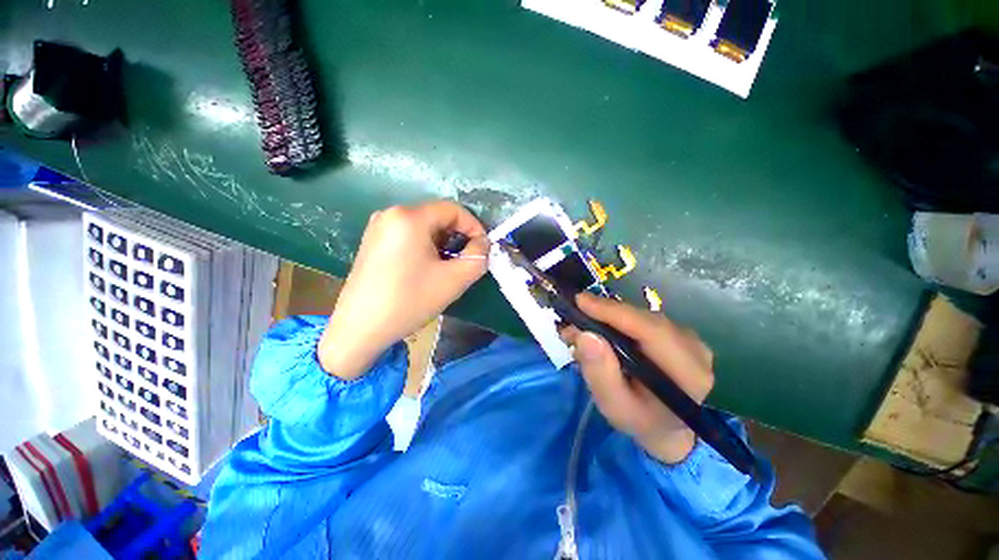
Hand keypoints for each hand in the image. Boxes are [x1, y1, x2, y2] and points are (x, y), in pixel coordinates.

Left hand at [319, 202, 488, 379]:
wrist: (360, 329)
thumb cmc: (409, 301)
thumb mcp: (454, 280)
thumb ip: (478, 257)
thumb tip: (483, 244)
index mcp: (409, 217)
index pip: (453, 209)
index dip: (474, 227)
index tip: (482, 249)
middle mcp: (391, 214)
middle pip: (438, 217)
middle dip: (458, 238)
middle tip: (465, 262)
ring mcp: (378, 227)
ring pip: (424, 228)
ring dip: (443, 244)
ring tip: (447, 269)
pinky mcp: (373, 241)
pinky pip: (409, 236)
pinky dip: (425, 247)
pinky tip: (426, 270)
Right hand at [560, 293, 713, 463]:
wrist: (666, 426)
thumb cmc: (639, 418)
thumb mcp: (614, 405)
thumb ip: (600, 373)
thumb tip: (584, 335)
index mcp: (689, 375)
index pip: (651, 330)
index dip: (614, 312)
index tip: (581, 302)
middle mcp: (696, 351)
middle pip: (646, 319)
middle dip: (605, 313)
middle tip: (573, 314)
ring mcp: (690, 339)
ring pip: (643, 316)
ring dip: (609, 316)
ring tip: (581, 325)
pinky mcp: (679, 334)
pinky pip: (643, 319)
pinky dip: (618, 319)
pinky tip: (600, 328)